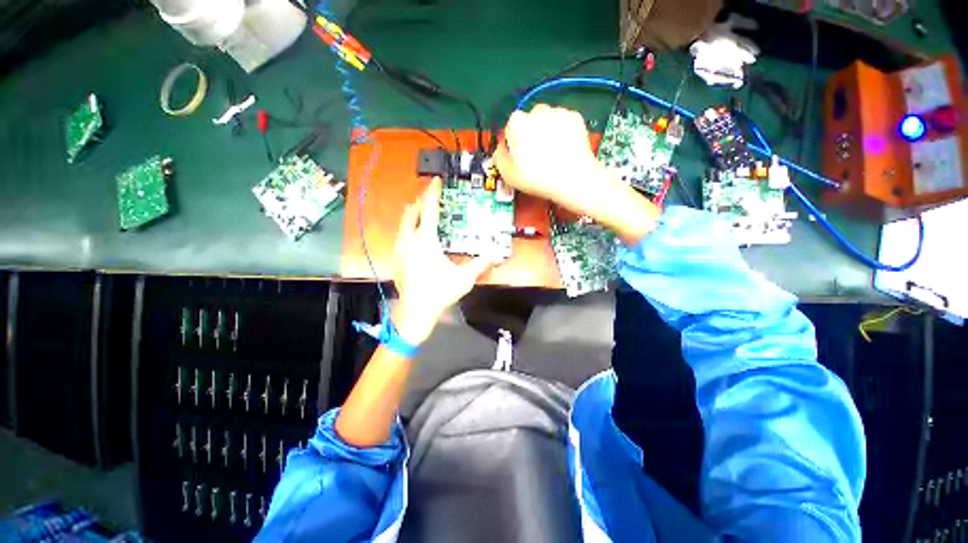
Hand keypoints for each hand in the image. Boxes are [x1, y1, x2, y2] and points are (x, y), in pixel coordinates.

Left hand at [392, 177, 492, 345]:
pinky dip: (408, 227)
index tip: (436, 181)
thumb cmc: (439, 292)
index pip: (428, 210)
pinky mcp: (396, 258)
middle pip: (411, 212)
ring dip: (413, 214)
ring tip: (423, 212)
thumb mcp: (464, 278)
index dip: (432, 193)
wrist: (415, 312)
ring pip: (403, 223)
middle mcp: (409, 241)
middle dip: (420, 201)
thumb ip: (480, 264)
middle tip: (431, 197)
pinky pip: (401, 234)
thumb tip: (495, 255)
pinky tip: (416, 235)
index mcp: (425, 241)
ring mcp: (400, 249)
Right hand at [493, 104, 602, 214]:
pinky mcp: (575, 117)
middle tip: (535, 156)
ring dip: (546, 132)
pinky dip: (562, 132)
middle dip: (530, 135)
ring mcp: (557, 112)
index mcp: (517, 123)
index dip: (513, 143)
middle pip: (528, 121)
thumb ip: (499, 157)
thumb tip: (501, 150)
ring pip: (546, 120)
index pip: (509, 129)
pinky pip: (563, 122)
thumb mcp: (508, 175)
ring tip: (551, 154)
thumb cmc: (538, 178)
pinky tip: (562, 149)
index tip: (518, 156)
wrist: (573, 178)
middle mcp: (536, 111)